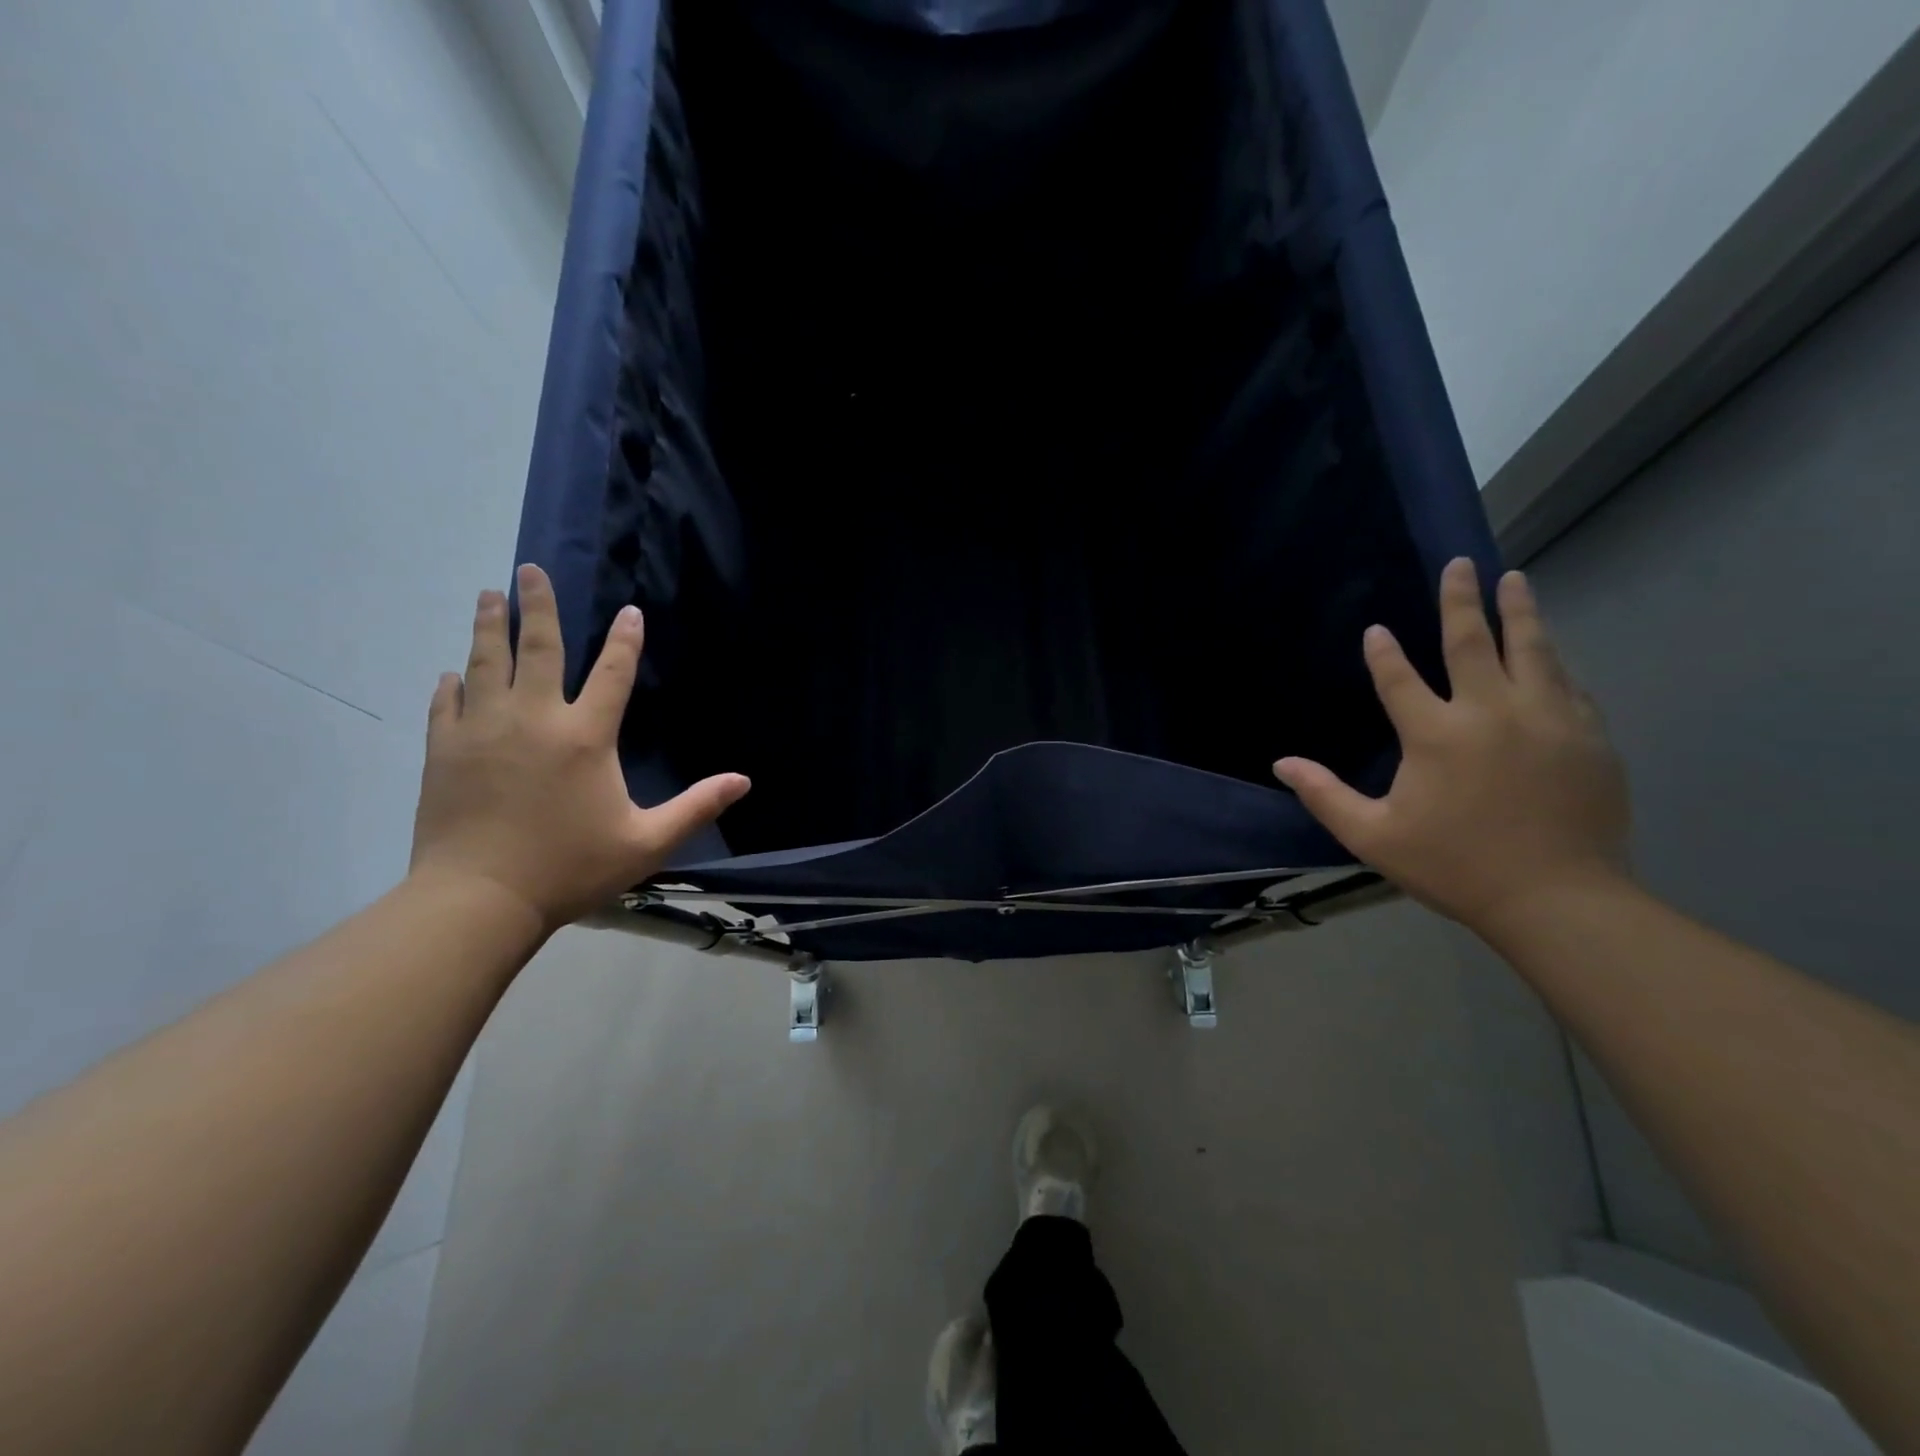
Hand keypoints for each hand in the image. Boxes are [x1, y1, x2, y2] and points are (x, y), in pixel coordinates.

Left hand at [408, 564, 749, 931]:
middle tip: (529, 570)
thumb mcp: (647, 842)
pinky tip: (453, 672)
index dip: (625, 640)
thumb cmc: (570, 868)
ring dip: (489, 626)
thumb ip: (696, 807)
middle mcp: (534, 719)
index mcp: (585, 736)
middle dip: (536, 605)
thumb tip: (743, 781)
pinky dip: (453, 683)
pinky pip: (448, 704)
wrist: (478, 899)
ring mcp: (482, 731)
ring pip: (486, 663)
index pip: (612, 673)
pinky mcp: (444, 751)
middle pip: (537, 648)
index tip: (629, 611)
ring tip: (488, 595)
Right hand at [1274, 558, 1629, 935]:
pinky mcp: (1588, 736)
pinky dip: (1552, 661)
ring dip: (1519, 612)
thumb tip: (1281, 764)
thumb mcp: (1373, 837)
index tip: (1376, 630)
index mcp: (1435, 734)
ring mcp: (1548, 719)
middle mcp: (1492, 712)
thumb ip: (1325, 795)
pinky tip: (1549, 652)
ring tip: (1514, 580)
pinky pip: (1567, 684)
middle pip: (1473, 643)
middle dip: (1460, 601)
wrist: (1559, 900)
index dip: (1383, 653)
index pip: (1400, 678)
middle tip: (1460, 564)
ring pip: (1532, 650)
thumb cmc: (1454, 866)